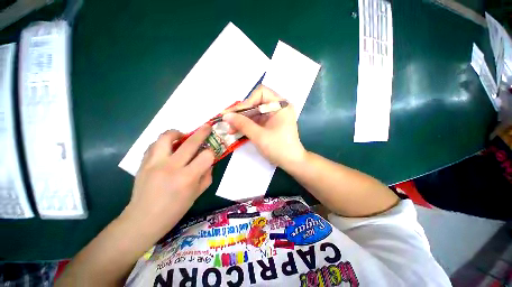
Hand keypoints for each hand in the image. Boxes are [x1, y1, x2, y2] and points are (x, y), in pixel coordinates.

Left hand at [124, 126, 214, 232]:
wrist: (143, 220)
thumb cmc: (174, 210)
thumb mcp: (197, 194)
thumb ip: (207, 176)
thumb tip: (210, 162)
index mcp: (187, 178)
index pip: (206, 156)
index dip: (211, 153)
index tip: (211, 154)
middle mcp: (171, 167)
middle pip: (190, 142)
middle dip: (202, 132)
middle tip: (207, 127)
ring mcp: (154, 163)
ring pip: (167, 137)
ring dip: (178, 133)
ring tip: (182, 136)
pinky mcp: (143, 163)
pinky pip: (154, 145)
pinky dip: (163, 143)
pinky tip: (168, 148)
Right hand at [223, 85, 305, 166]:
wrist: (292, 162)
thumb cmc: (279, 148)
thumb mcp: (259, 136)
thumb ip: (242, 124)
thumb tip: (226, 115)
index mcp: (280, 105)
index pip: (261, 93)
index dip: (247, 102)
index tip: (236, 114)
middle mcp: (278, 107)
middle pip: (256, 103)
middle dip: (242, 113)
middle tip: (228, 122)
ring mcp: (275, 116)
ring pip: (255, 112)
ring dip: (243, 120)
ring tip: (231, 129)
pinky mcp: (271, 123)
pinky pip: (257, 120)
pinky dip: (248, 125)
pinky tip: (238, 131)